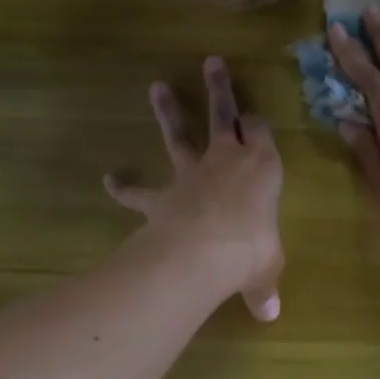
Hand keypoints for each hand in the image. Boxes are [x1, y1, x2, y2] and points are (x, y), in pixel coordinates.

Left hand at [106, 57, 283, 320]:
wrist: (203, 250)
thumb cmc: (251, 249)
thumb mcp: (266, 268)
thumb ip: (263, 286)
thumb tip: (270, 315)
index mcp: (262, 167)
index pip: (262, 133)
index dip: (258, 122)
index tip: (255, 115)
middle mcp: (227, 160)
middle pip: (223, 115)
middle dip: (219, 89)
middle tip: (212, 63)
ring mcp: (191, 173)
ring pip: (179, 135)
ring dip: (168, 111)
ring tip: (156, 87)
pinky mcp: (162, 195)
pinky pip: (141, 190)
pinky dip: (124, 186)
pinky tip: (110, 179)